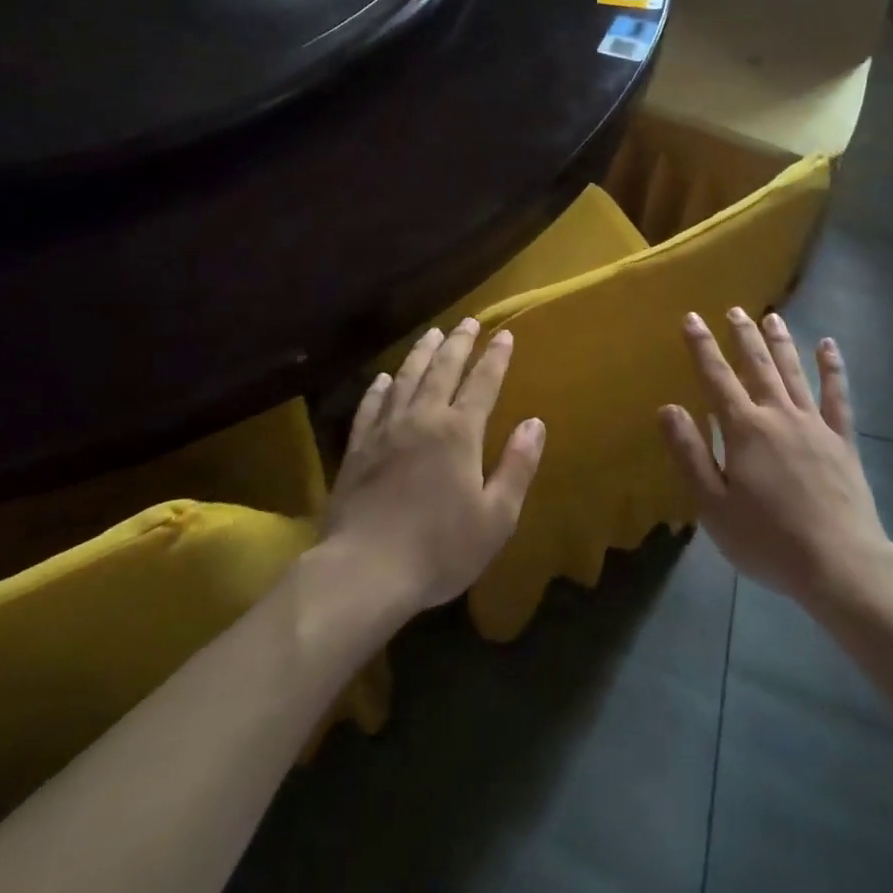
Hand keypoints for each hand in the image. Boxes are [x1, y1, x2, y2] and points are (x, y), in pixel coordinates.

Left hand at [324, 320, 545, 613]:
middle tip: (468, 321)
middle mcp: (423, 418)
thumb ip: (517, 466)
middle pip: (443, 370)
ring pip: (406, 378)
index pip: (483, 383)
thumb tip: (535, 423)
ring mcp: (386, 430)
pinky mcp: (357, 448)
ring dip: (421, 353)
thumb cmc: (439, 548)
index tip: (504, 334)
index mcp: (459, 432)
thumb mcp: (496, 517)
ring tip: (432, 333)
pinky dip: (380, 388)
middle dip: (458, 343)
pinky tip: (384, 378)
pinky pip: (371, 406)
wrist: (364, 571)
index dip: (495, 357)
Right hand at [660, 309, 892, 613]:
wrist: (840, 565)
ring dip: (781, 342)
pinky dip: (833, 369)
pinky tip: (829, 346)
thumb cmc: (768, 540)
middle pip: (757, 366)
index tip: (691, 318)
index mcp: (745, 430)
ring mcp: (814, 425)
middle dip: (743, 336)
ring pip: (794, 372)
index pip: (717, 378)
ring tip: (771, 317)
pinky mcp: (842, 441)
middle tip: (735, 309)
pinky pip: (838, 396)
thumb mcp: (714, 505)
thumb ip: (690, 454)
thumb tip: (668, 408)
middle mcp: (778, 415)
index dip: (702, 347)